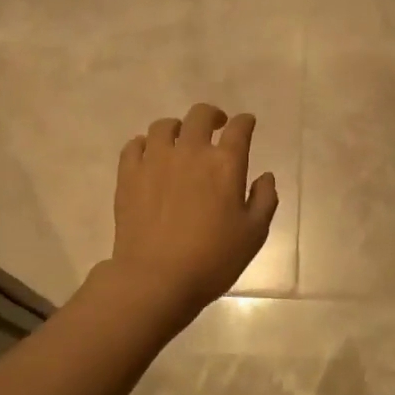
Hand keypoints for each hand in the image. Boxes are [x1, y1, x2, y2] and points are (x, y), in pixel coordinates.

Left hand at [108, 102, 278, 324]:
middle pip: (200, 115)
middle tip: (216, 126)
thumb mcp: (254, 234)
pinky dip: (145, 144)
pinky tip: (150, 156)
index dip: (245, 122)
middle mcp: (190, 152)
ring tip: (180, 140)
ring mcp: (155, 160)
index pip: (239, 128)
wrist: (156, 278)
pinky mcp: (128, 175)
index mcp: (225, 164)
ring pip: (164, 126)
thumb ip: (264, 200)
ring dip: (177, 128)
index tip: (246, 124)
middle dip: (212, 115)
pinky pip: (134, 145)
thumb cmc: (213, 259)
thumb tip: (265, 176)